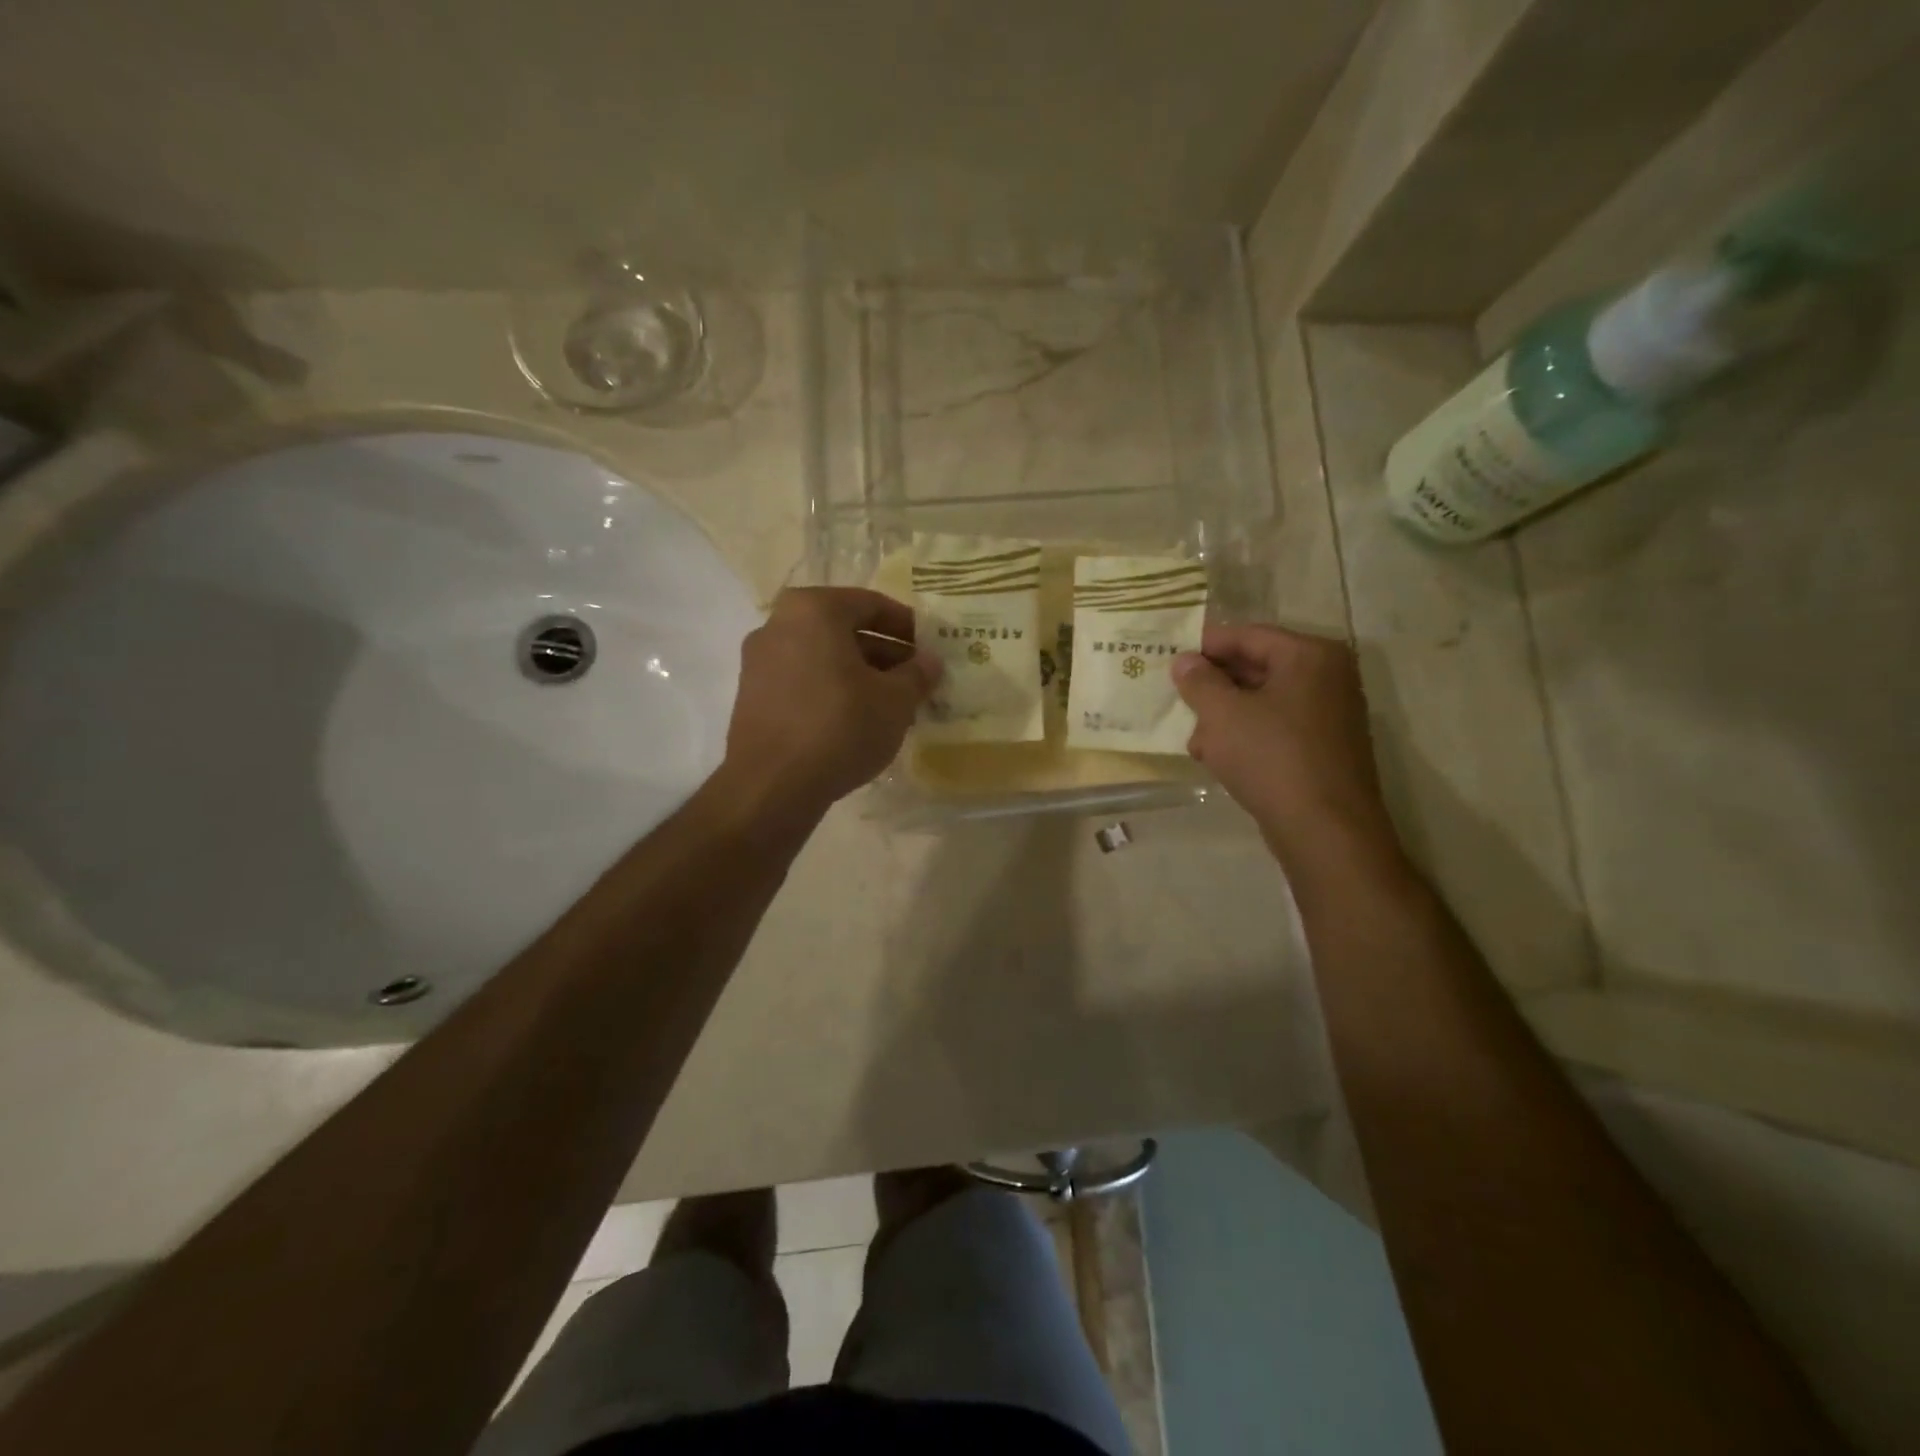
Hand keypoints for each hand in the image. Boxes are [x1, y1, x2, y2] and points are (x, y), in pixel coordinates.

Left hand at [723, 587, 938, 819]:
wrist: (772, 785)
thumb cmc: (840, 727)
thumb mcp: (894, 701)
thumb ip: (917, 674)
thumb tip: (931, 661)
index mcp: (813, 609)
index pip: (871, 604)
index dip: (907, 626)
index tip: (930, 648)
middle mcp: (779, 624)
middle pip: (844, 629)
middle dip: (884, 653)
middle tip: (915, 678)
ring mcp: (759, 660)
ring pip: (823, 656)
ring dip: (860, 674)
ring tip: (892, 703)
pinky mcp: (752, 695)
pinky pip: (803, 679)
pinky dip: (832, 689)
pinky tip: (857, 719)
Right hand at [1172, 624, 1402, 876]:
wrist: (1324, 829)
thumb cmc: (1271, 757)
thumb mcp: (1222, 714)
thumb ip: (1199, 681)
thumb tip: (1184, 661)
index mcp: (1310, 655)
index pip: (1248, 636)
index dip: (1205, 646)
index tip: (1170, 659)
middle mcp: (1328, 677)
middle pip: (1256, 668)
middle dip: (1213, 688)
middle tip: (1178, 701)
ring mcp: (1330, 715)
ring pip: (1262, 702)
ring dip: (1224, 718)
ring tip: (1196, 742)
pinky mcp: (1324, 748)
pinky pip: (1276, 729)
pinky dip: (1246, 737)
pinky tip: (1218, 759)